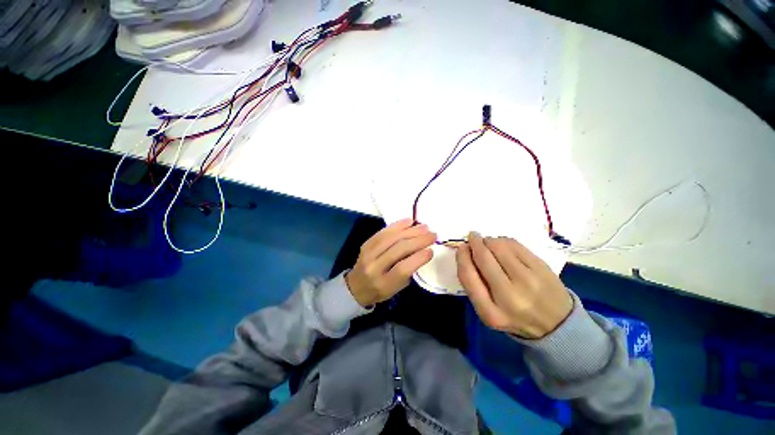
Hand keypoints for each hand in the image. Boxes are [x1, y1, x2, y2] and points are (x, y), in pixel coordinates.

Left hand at [345, 218, 435, 306]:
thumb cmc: (381, 290)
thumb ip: (408, 271)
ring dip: (410, 230)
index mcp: (384, 284)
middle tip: (432, 235)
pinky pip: (383, 232)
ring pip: (391, 237)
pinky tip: (409, 221)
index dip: (418, 258)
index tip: (431, 250)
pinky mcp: (366, 244)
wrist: (356, 287)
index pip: (402, 269)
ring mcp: (368, 254)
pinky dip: (397, 225)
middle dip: (418, 240)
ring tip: (424, 227)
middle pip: (398, 249)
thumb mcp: (397, 288)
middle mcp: (374, 268)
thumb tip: (423, 250)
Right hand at [456, 232, 572, 338]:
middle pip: (483, 258)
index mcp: (490, 312)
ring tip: (488, 242)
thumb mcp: (488, 310)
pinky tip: (502, 245)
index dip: (462, 257)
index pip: (468, 276)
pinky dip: (503, 240)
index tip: (462, 248)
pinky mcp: (542, 268)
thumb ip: (474, 284)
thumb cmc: (514, 316)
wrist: (557, 324)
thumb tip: (466, 251)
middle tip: (473, 237)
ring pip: (499, 247)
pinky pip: (515, 244)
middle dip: (475, 243)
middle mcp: (509, 297)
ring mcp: (528, 281)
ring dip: (488, 240)